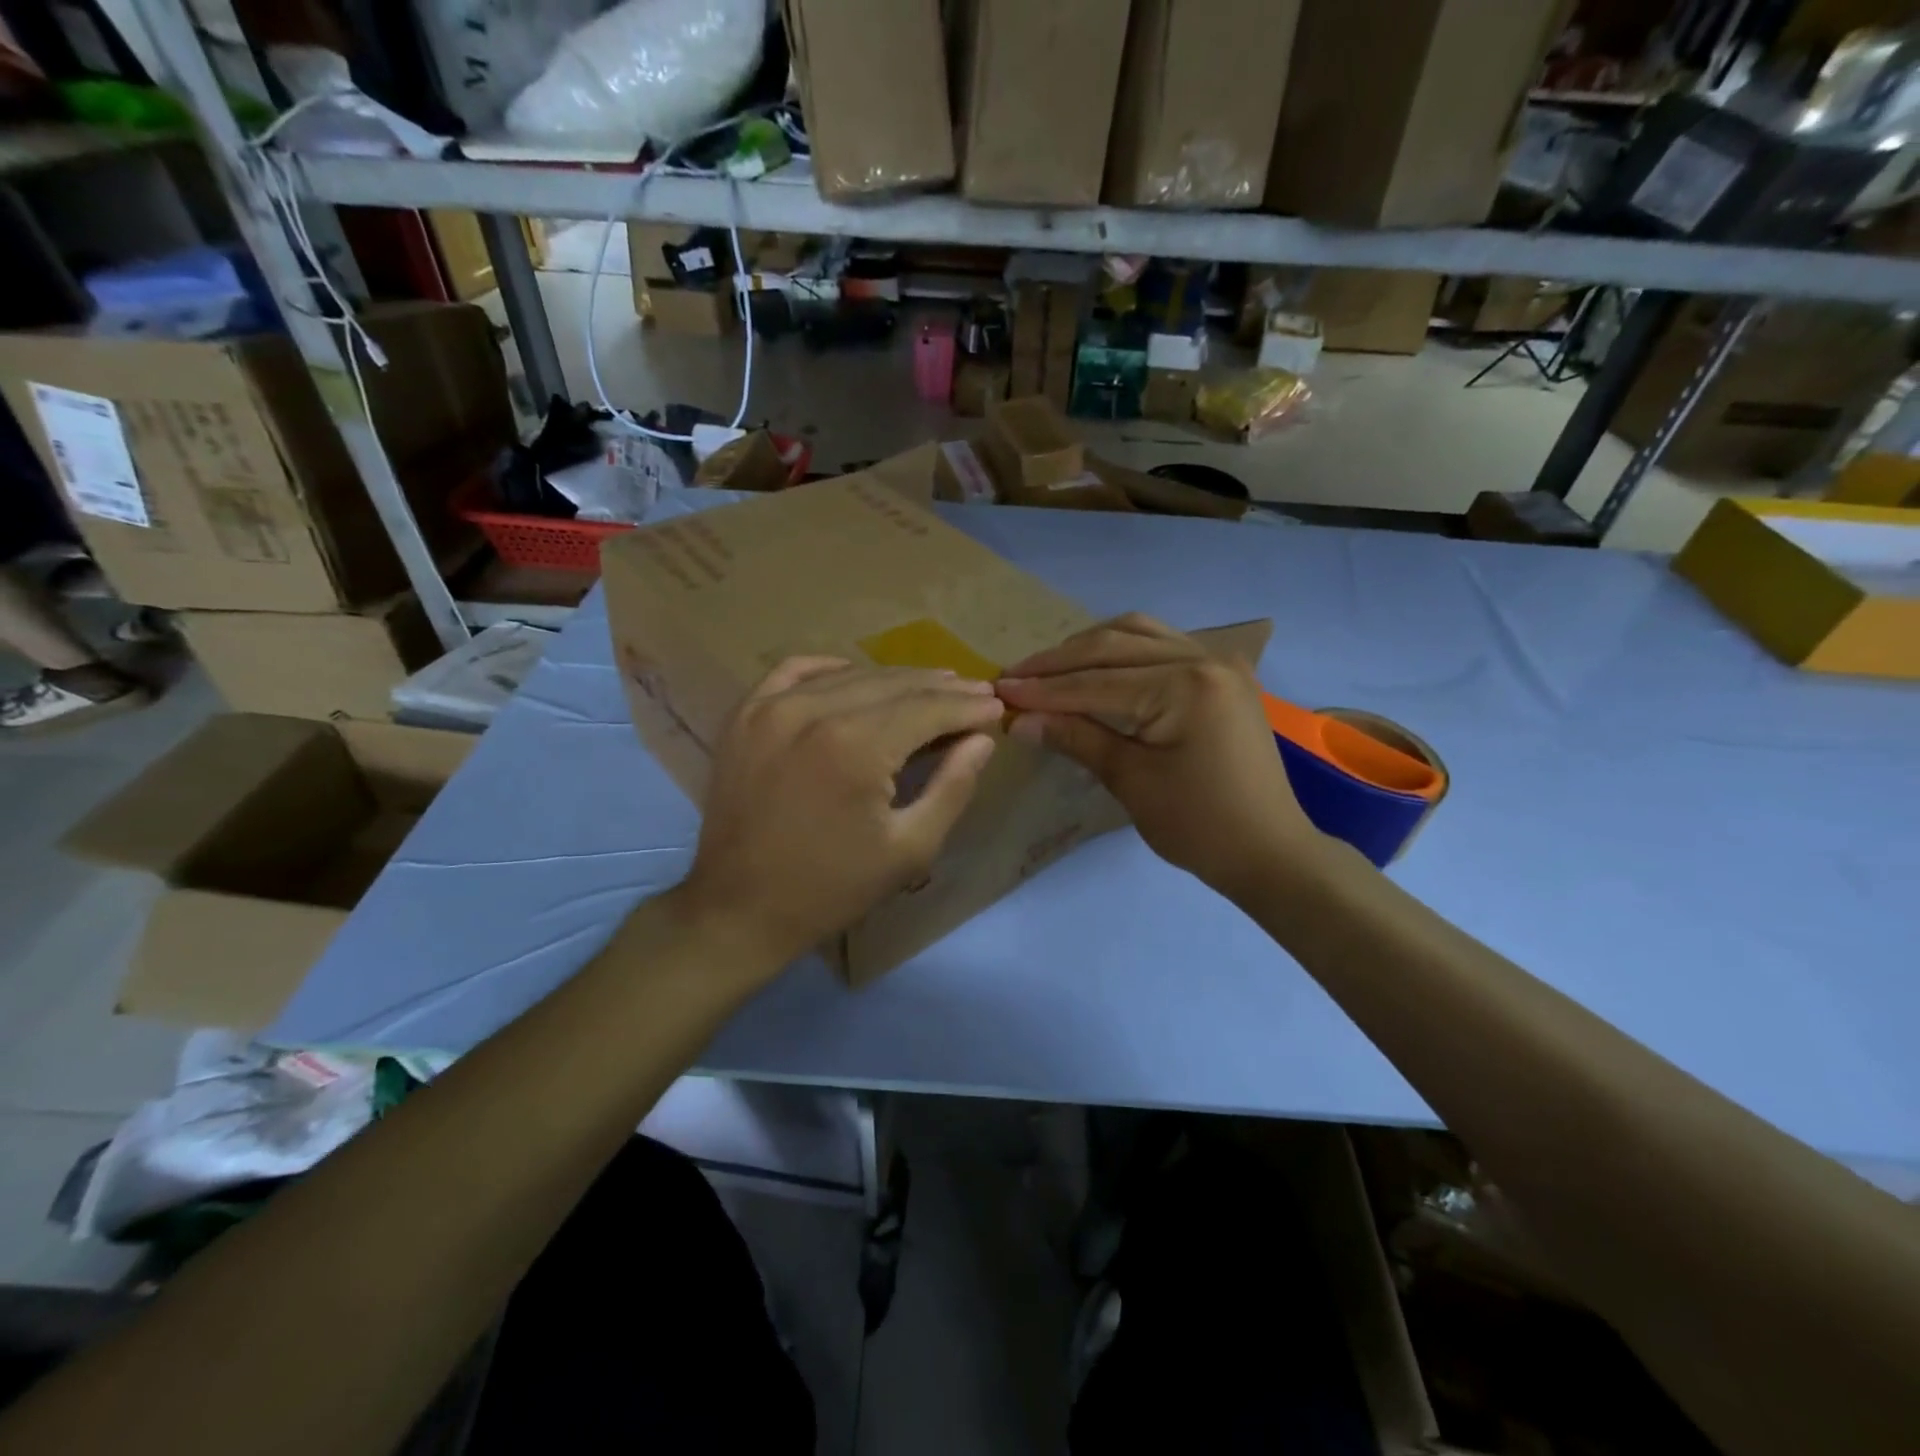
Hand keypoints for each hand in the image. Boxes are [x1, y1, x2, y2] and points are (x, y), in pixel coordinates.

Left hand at [673, 657, 1002, 969]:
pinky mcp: (744, 715)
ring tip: (931, 685)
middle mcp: (812, 711)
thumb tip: (981, 738)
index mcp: (855, 746)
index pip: (927, 708)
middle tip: (975, 692)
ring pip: (850, 674)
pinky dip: (832, 669)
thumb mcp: (910, 849)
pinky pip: (795, 670)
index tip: (996, 706)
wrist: (739, 908)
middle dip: (940, 689)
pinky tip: (856, 675)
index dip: (967, 706)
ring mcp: (770, 708)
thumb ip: (953, 787)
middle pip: (893, 684)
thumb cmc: (832, 887)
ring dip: (896, 679)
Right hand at [995, 614, 1318, 896]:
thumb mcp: (1131, 781)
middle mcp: (1204, 658)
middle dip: (1059, 662)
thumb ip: (1076, 738)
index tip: (998, 690)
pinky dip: (1122, 649)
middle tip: (1014, 675)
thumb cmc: (1199, 826)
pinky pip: (1161, 644)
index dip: (1043, 689)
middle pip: (1114, 645)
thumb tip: (1018, 719)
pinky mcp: (1221, 673)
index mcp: (1185, 686)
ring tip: (1047, 668)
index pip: (1096, 682)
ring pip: (1138, 633)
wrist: (1269, 850)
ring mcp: (1218, 661)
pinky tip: (1095, 664)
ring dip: (1088, 647)